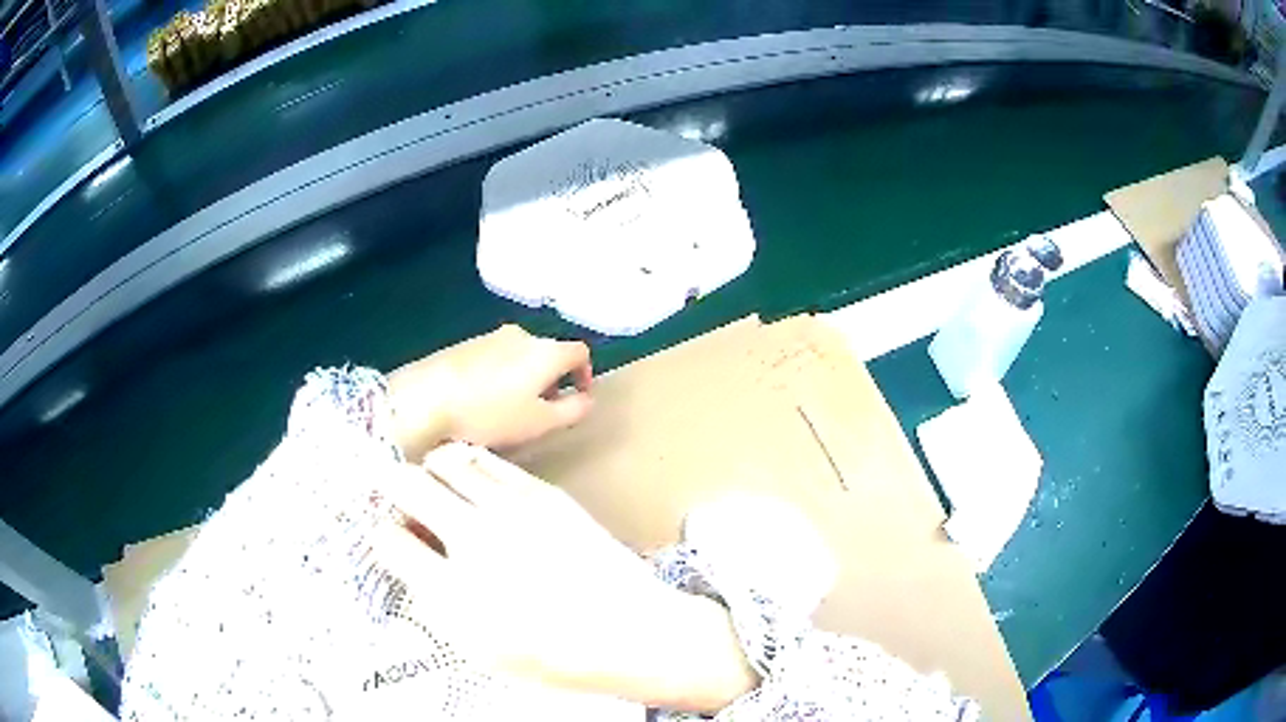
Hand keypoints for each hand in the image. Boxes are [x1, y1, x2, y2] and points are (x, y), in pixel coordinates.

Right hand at [374, 443, 757, 710]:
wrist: (627, 632)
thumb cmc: (551, 655)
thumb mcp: (477, 648)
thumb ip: (434, 601)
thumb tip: (412, 561)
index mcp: (450, 589)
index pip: (388, 539)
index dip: (382, 535)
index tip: (389, 535)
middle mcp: (472, 539)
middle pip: (407, 485)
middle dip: (390, 485)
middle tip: (395, 495)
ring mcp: (509, 509)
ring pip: (446, 462)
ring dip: (428, 470)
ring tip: (431, 483)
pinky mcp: (542, 493)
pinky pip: (489, 462)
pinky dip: (467, 464)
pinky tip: (468, 477)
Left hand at [387, 325, 592, 460]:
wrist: (427, 396)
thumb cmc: (490, 413)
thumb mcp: (540, 422)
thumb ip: (573, 411)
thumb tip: (588, 399)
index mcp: (546, 351)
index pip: (580, 351)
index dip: (586, 373)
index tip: (578, 397)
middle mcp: (523, 336)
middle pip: (549, 353)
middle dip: (553, 380)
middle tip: (543, 411)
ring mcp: (491, 337)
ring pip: (521, 355)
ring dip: (526, 378)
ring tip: (511, 409)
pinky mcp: (466, 344)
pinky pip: (496, 357)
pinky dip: (501, 375)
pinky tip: (483, 400)